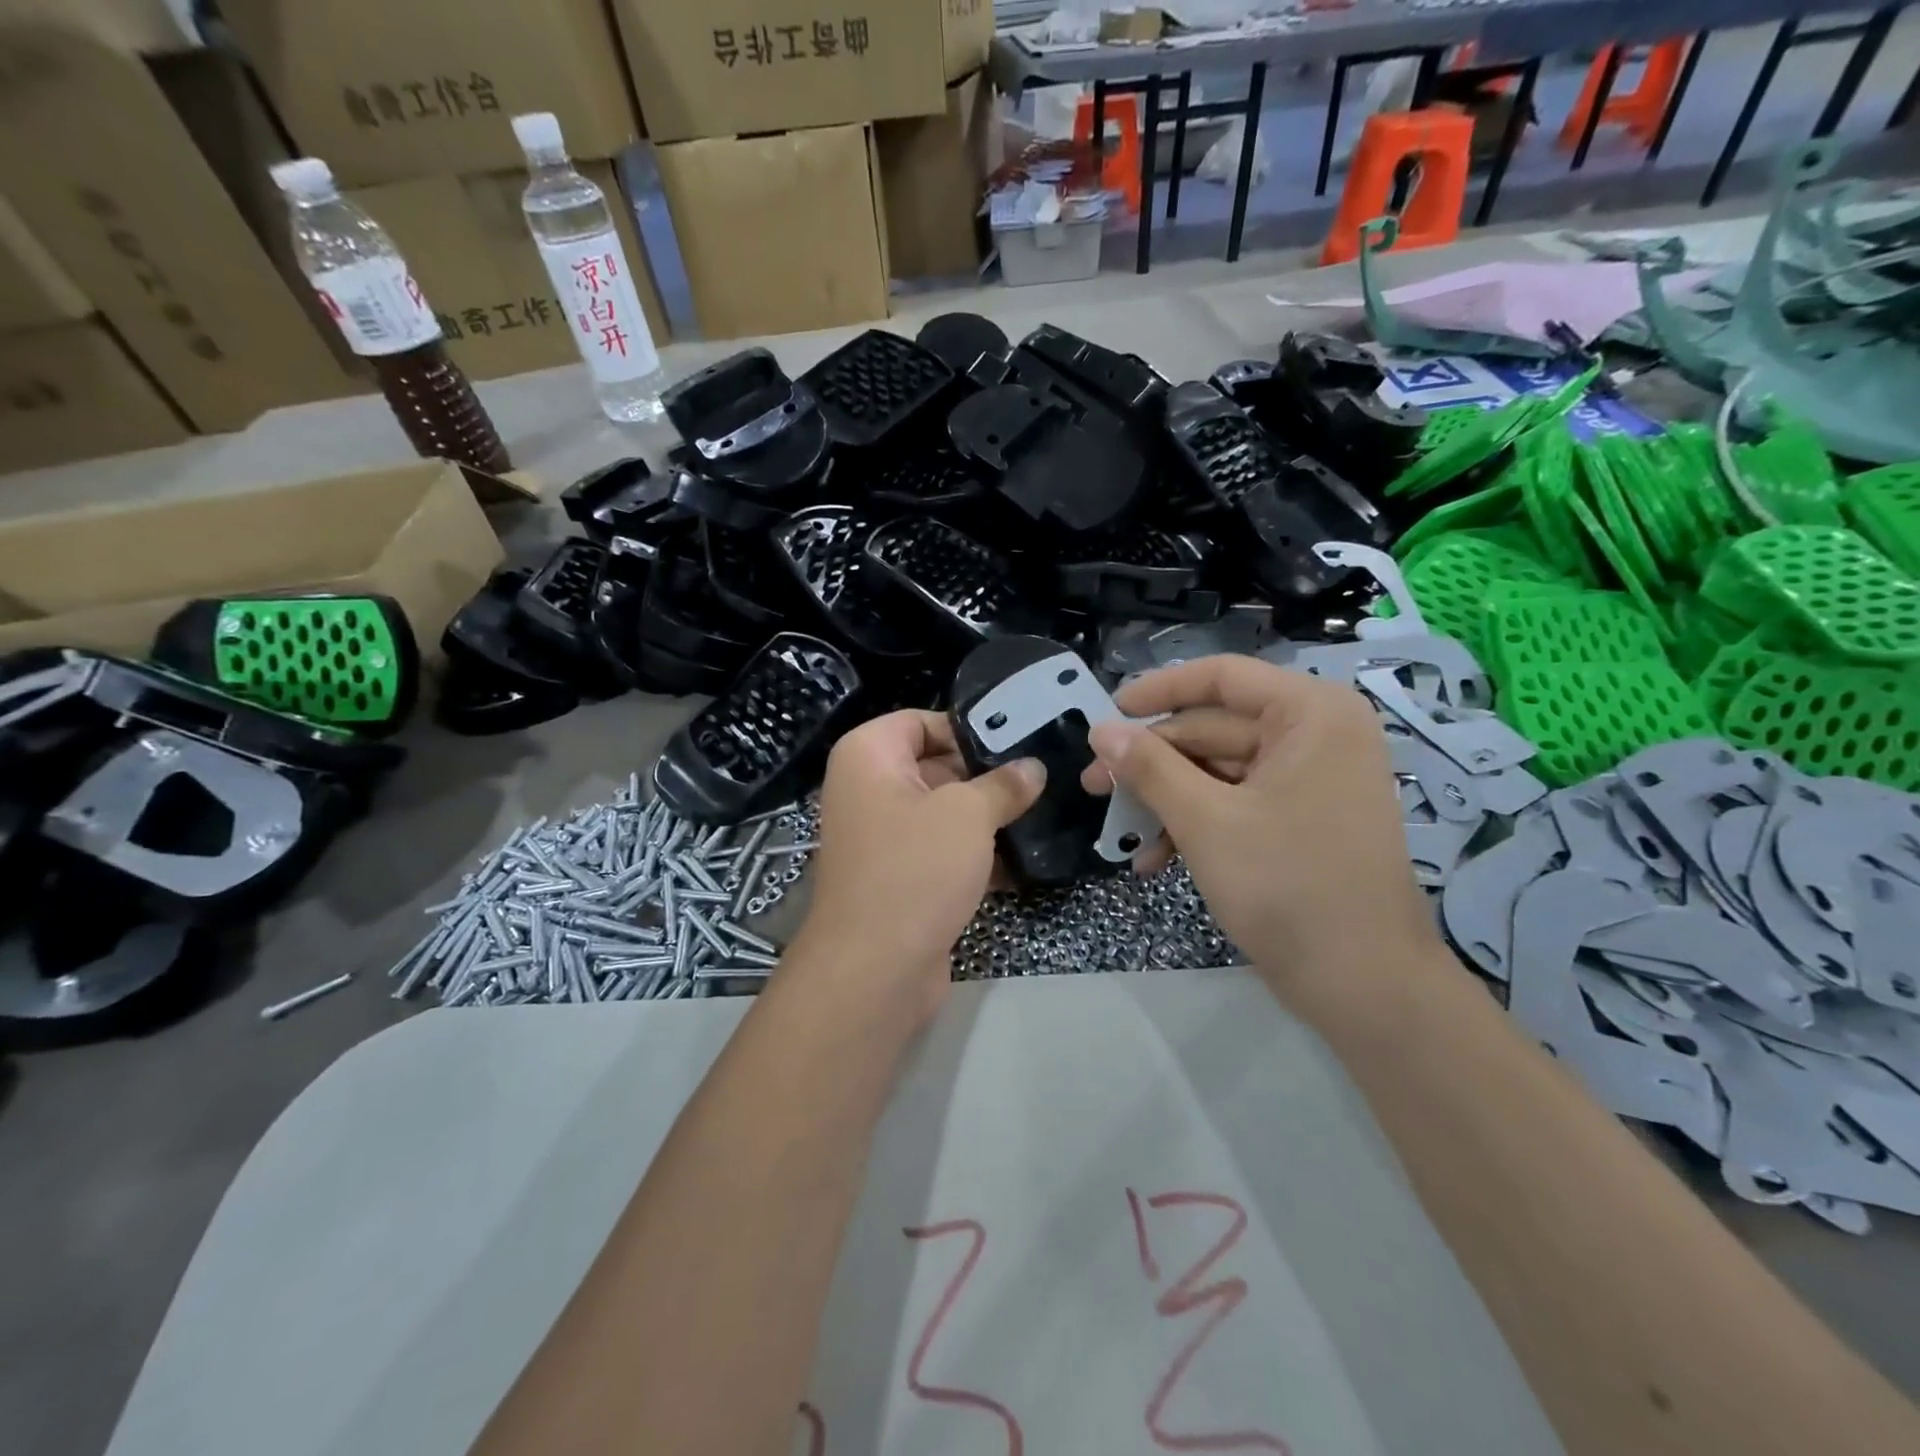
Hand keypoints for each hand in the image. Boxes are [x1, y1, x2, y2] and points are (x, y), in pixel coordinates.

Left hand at [790, 710, 1043, 1025]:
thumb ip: (1003, 785)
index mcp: (868, 756)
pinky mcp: (899, 878)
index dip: (967, 730)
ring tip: (1041, 817)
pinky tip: (1022, 864)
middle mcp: (867, 790)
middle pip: (935, 766)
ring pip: (942, 813)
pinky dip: (975, 856)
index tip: (1017, 744)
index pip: (920, 721)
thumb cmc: (915, 868)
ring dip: (986, 819)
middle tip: (1041, 780)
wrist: (874, 969)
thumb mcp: (967, 815)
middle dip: (985, 777)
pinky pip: (941, 852)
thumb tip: (1033, 767)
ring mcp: (882, 838)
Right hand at [1081, 656, 1437, 995]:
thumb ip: (1149, 767)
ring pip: (1218, 770)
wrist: (1364, 986)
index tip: (1107, 714)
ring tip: (1119, 832)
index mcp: (1310, 714)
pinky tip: (1154, 859)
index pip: (1222, 677)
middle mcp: (1316, 734)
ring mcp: (1310, 779)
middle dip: (1151, 762)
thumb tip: (1101, 729)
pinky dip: (1195, 824)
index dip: (1158, 691)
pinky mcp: (1301, 818)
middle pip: (1213, 727)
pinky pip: (1236, 802)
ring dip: (1166, 800)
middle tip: (1094, 786)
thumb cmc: (1288, 887)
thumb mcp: (1206, 821)